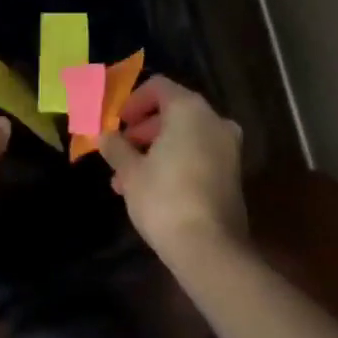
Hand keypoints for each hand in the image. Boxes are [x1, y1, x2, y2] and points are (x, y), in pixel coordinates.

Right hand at [100, 79, 247, 261]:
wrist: (210, 250)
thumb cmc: (165, 198)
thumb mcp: (130, 171)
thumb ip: (116, 147)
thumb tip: (104, 135)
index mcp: (189, 108)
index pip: (157, 87)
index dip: (132, 101)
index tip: (116, 123)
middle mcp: (213, 120)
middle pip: (172, 111)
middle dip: (142, 130)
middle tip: (120, 151)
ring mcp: (228, 147)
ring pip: (185, 136)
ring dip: (156, 149)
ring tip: (128, 178)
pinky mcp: (233, 174)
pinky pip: (199, 154)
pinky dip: (176, 161)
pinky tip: (153, 189)